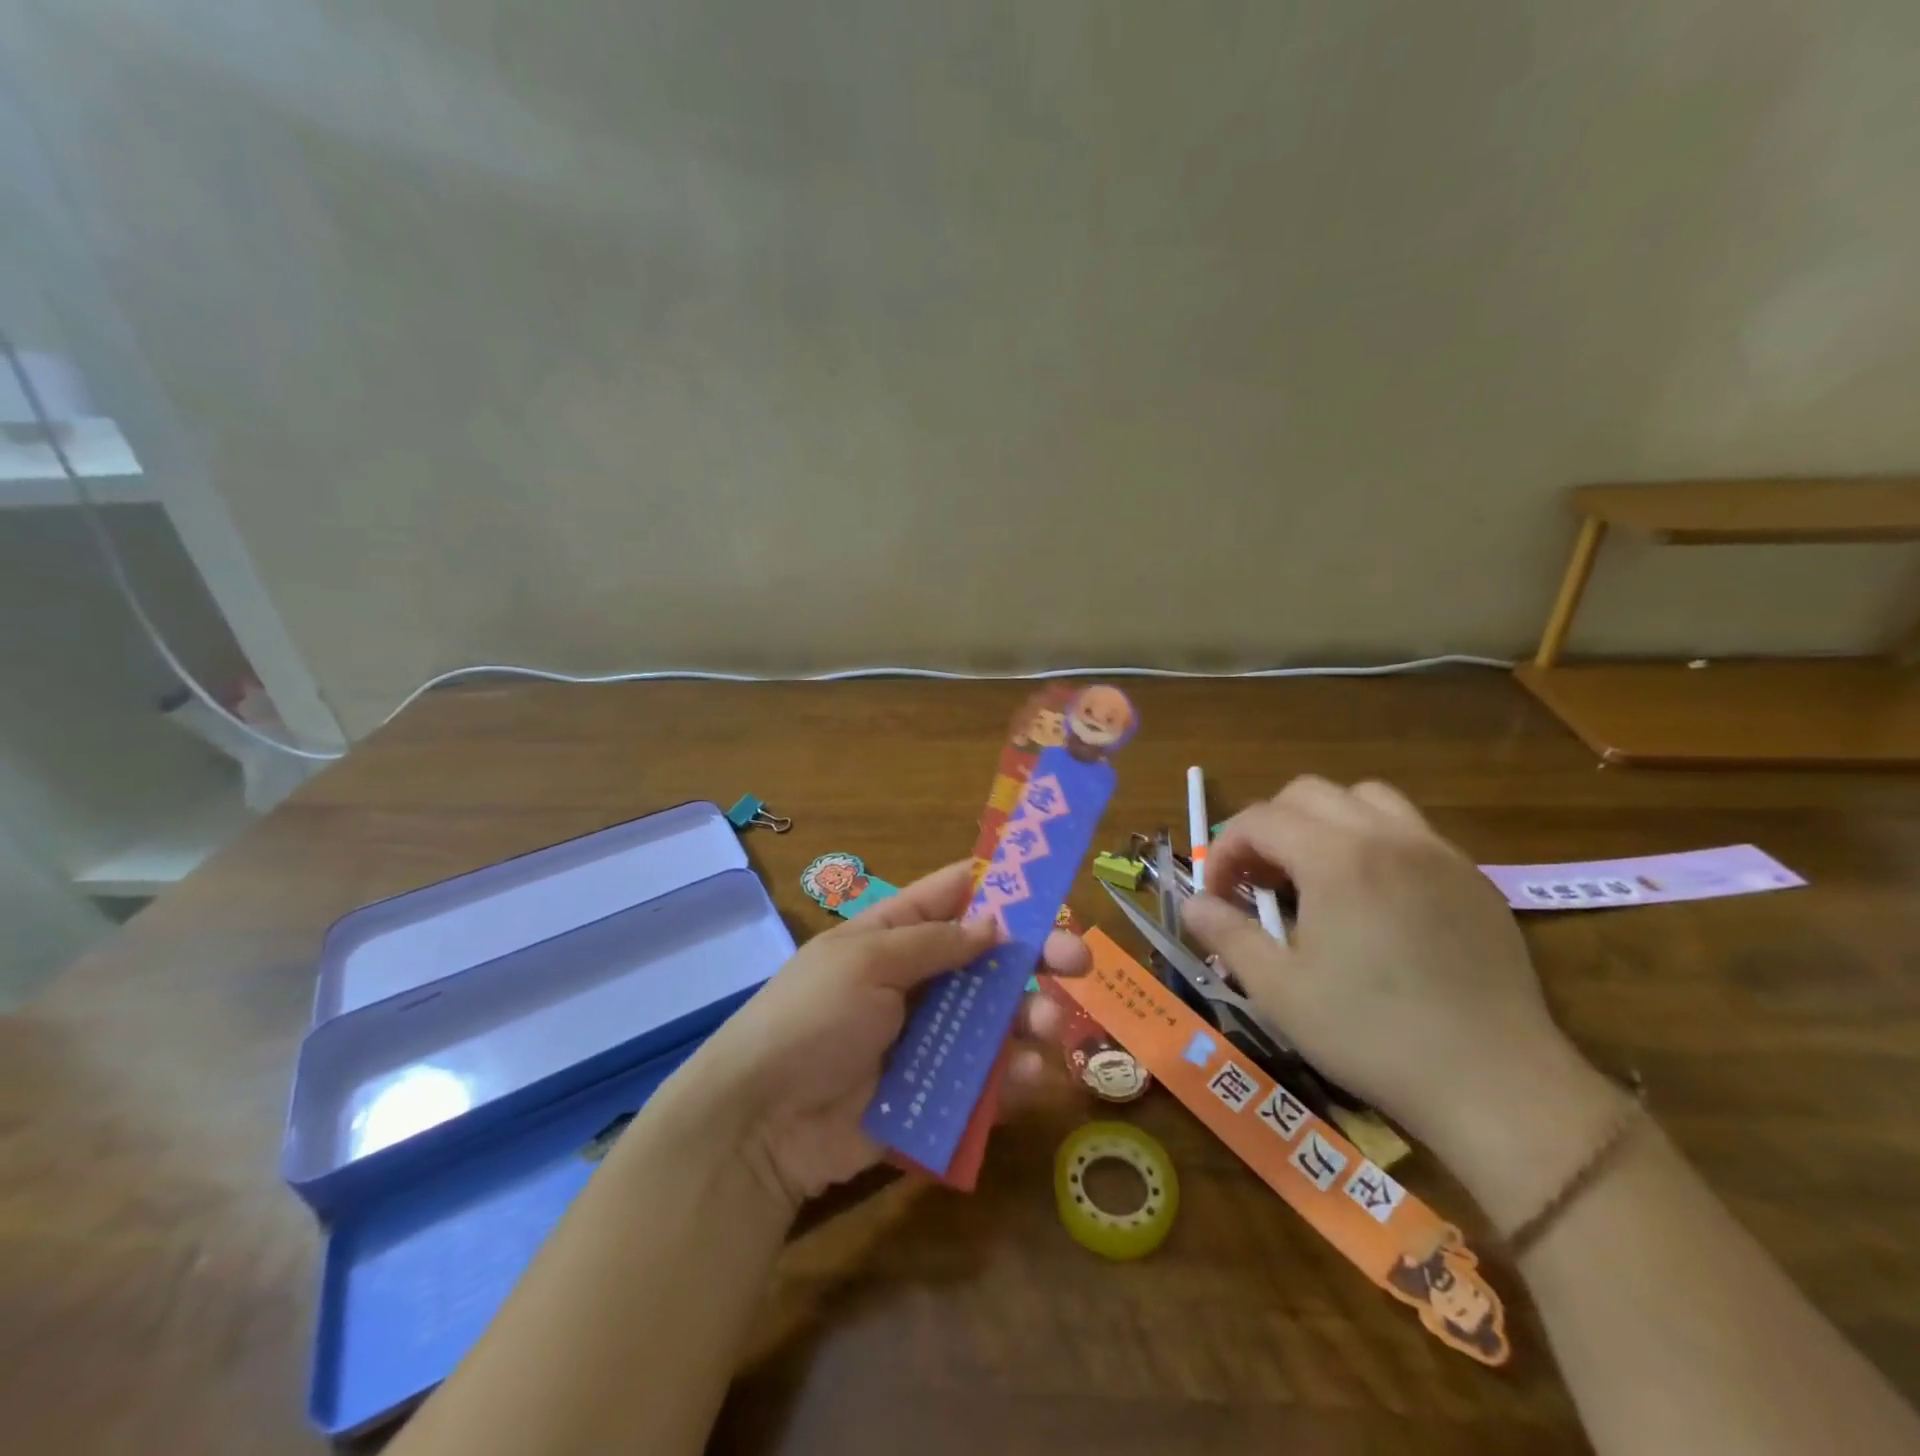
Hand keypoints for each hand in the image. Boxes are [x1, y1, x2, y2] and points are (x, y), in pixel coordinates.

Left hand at [677, 861, 1088, 1214]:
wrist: (762, 1123)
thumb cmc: (811, 1019)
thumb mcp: (864, 962)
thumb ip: (933, 942)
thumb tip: (994, 921)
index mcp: (895, 934)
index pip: (954, 896)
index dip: (1000, 886)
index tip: (1051, 884)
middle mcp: (919, 980)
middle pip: (989, 959)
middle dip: (1035, 955)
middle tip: (1078, 960)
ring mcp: (929, 1037)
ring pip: (996, 1019)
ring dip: (1030, 1017)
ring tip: (1049, 1026)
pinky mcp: (936, 1092)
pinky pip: (985, 1079)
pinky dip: (1011, 1077)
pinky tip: (1029, 1076)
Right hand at [1182, 776, 1609, 1166]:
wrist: (1496, 1084)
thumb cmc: (1372, 1036)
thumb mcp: (1278, 990)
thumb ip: (1226, 933)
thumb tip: (1191, 904)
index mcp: (1337, 858)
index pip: (1259, 819)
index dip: (1224, 850)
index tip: (1217, 895)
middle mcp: (1387, 837)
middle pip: (1308, 793)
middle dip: (1268, 827)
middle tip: (1259, 881)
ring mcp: (1437, 853)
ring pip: (1365, 799)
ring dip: (1323, 822)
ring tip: (1314, 874)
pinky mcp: (1472, 878)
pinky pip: (1409, 830)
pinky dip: (1372, 841)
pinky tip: (1372, 898)